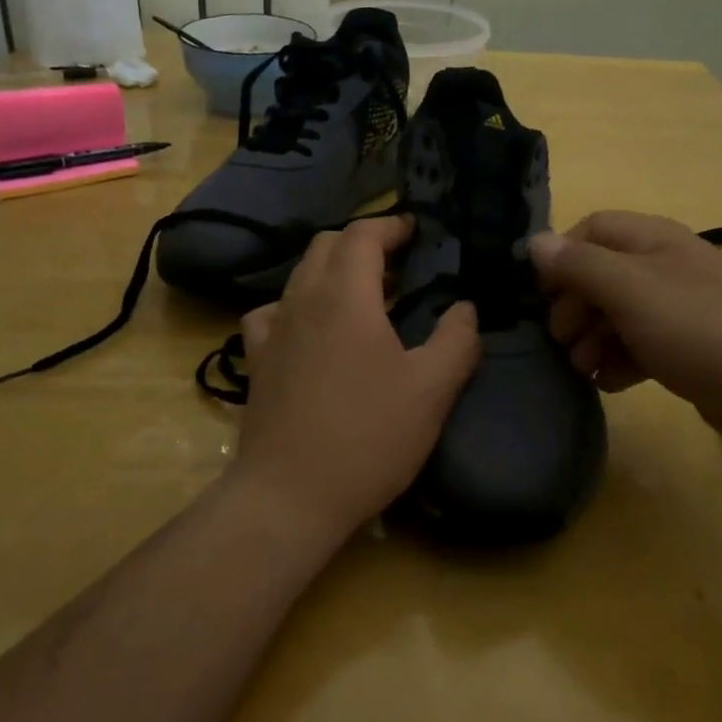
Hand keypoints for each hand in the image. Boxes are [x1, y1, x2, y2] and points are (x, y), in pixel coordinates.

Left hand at [231, 217, 480, 542]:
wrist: (289, 496)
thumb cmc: (367, 437)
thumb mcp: (431, 390)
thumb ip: (457, 340)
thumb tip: (465, 308)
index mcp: (345, 295)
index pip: (362, 234)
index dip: (391, 225)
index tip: (417, 232)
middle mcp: (302, 300)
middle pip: (327, 245)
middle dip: (364, 243)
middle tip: (399, 265)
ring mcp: (272, 329)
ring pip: (300, 275)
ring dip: (333, 271)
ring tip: (364, 297)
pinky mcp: (256, 360)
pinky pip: (273, 312)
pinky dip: (297, 306)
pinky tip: (312, 331)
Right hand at [528, 210, 721, 456]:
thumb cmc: (704, 330)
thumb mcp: (633, 292)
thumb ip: (580, 266)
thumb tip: (534, 242)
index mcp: (654, 241)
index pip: (592, 229)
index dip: (561, 257)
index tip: (540, 295)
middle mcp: (666, 268)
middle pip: (602, 274)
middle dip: (574, 305)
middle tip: (560, 340)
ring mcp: (681, 310)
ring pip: (619, 314)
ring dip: (593, 338)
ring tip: (582, 368)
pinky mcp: (692, 350)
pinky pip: (642, 346)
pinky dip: (620, 361)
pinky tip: (610, 383)